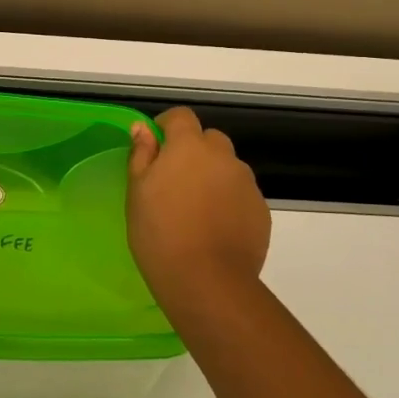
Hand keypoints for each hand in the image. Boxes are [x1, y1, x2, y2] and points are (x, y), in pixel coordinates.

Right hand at [126, 107, 270, 313]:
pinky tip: (214, 229)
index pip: (181, 116)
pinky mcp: (261, 210)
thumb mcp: (137, 192)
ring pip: (227, 168)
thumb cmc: (159, 233)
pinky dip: (228, 202)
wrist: (207, 280)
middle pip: (209, 139)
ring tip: (195, 210)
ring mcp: (246, 183)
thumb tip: (142, 129)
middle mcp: (223, 156)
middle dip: (193, 151)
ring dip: (212, 176)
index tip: (154, 147)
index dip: (166, 126)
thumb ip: (141, 155)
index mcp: (189, 146)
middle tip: (174, 182)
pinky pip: (241, 194)